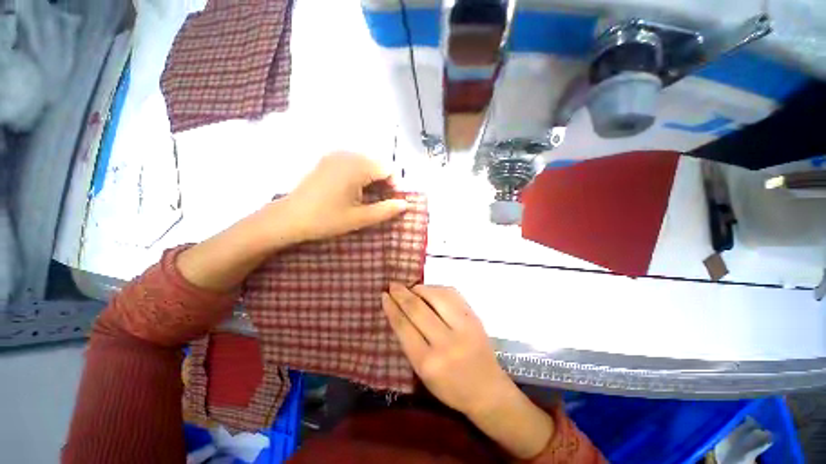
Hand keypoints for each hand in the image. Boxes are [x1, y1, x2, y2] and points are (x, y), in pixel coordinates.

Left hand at [279, 152, 408, 241]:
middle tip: (381, 200)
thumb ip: (385, 210)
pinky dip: (360, 172)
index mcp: (356, 167)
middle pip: (378, 162)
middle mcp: (347, 155)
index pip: (388, 167)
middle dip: (385, 180)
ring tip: (368, 196)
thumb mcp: (359, 218)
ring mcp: (335, 155)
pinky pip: (353, 161)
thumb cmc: (326, 219)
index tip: (391, 200)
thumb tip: (405, 204)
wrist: (289, 217)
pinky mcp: (327, 159)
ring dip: (373, 176)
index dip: (395, 184)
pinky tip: (354, 188)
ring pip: (366, 161)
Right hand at [381, 284, 513, 416]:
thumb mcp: (422, 373)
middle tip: (392, 285)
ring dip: (419, 288)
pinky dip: (437, 288)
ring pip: (435, 296)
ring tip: (410, 287)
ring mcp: (463, 326)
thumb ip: (410, 342)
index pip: (404, 327)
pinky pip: (452, 294)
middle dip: (402, 294)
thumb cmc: (450, 387)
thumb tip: (398, 311)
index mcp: (427, 362)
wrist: (487, 390)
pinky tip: (429, 290)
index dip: (391, 308)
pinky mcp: (474, 317)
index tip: (384, 296)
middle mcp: (445, 342)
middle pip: (417, 308)